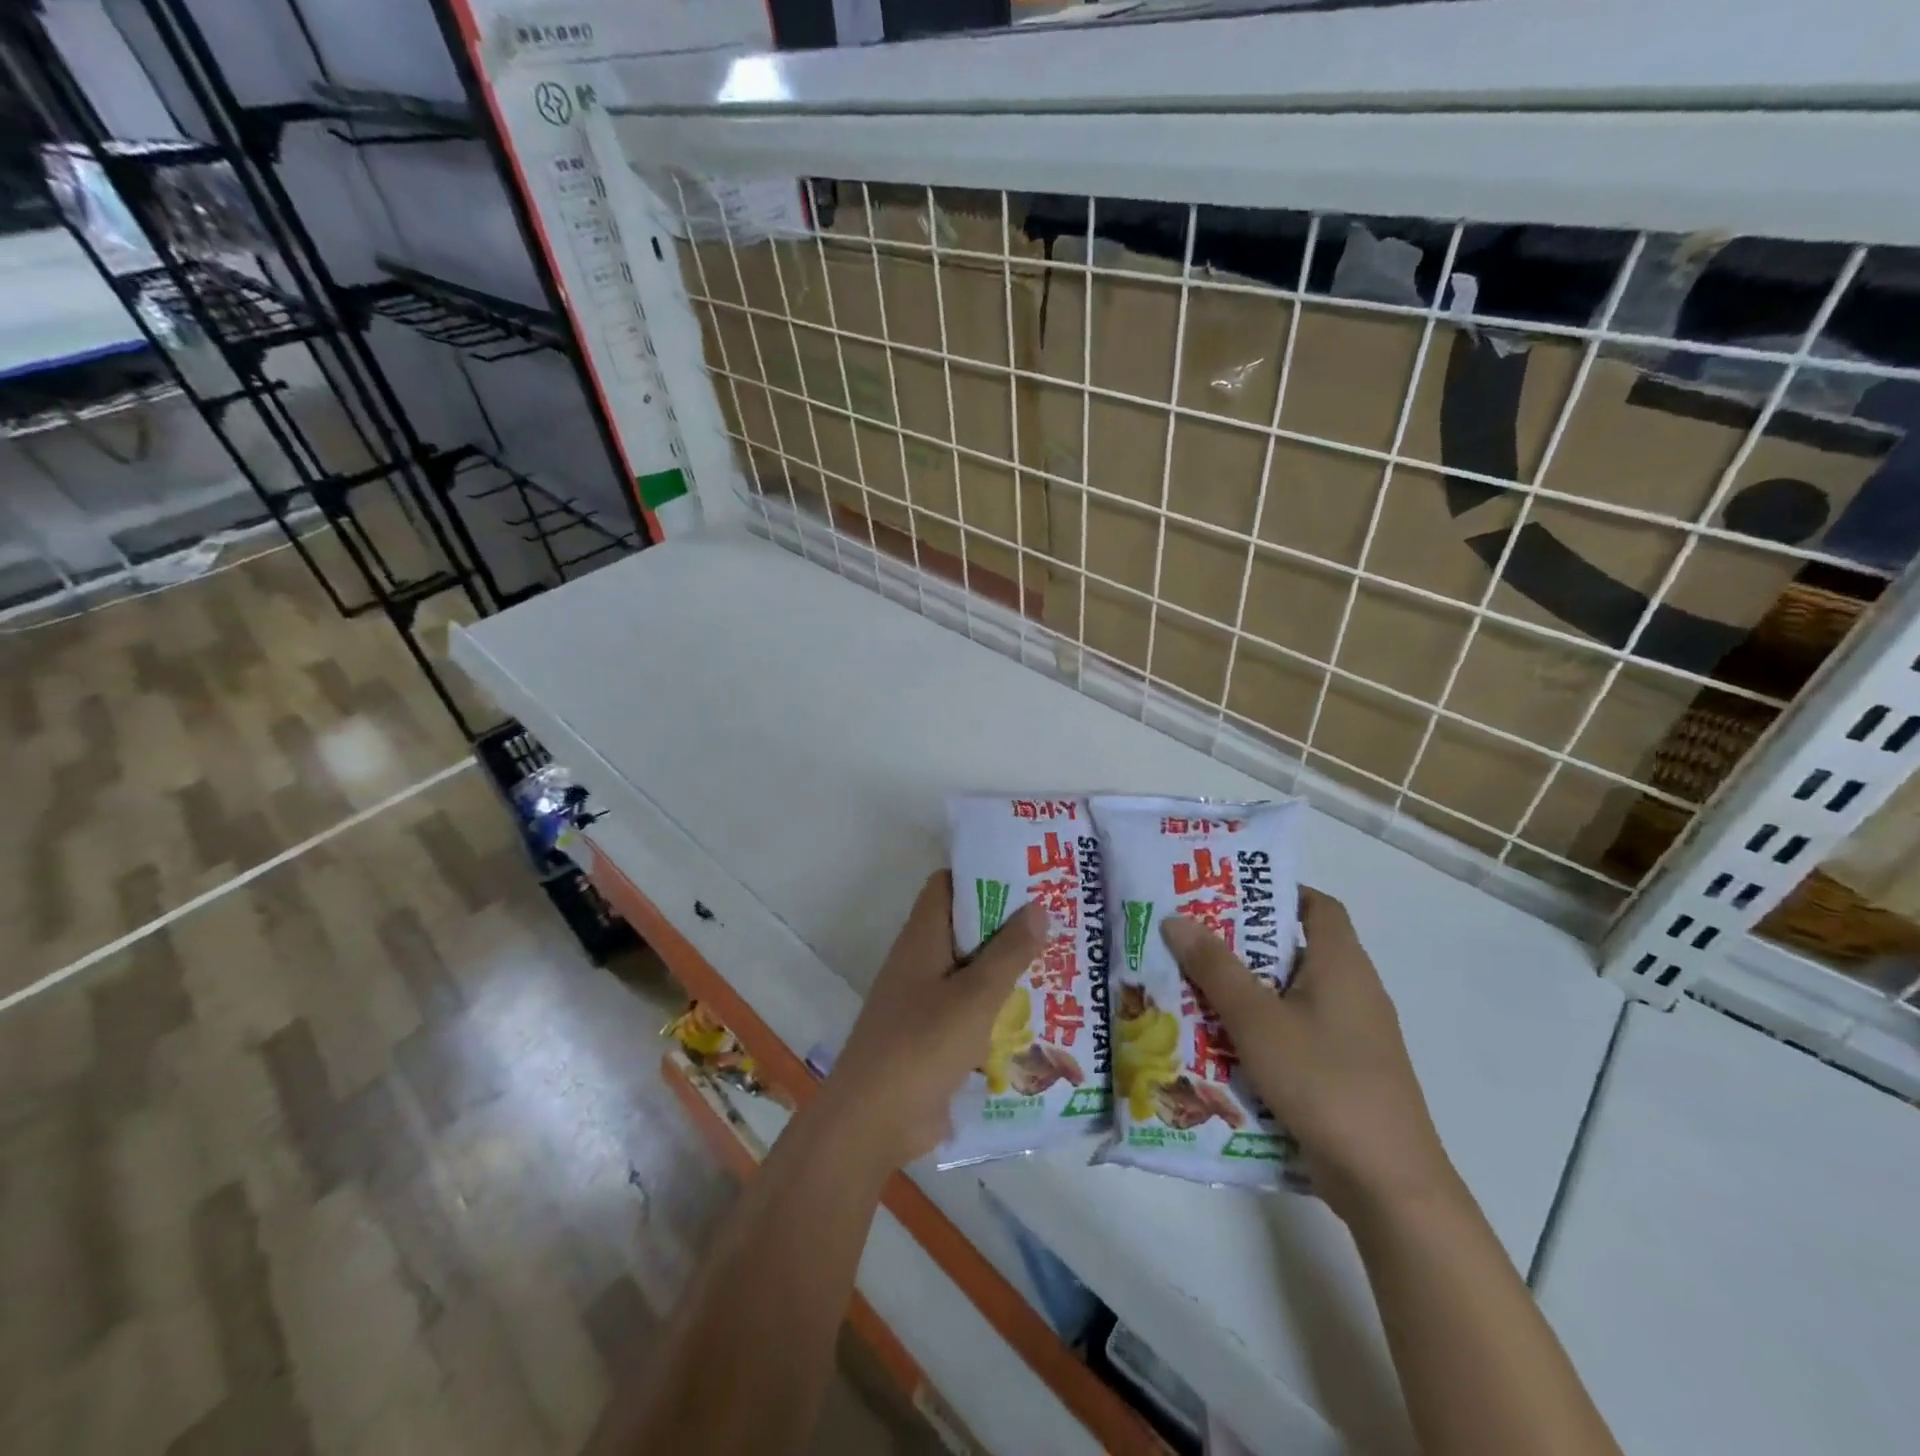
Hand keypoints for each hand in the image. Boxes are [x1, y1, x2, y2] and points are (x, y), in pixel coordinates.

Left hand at [821, 871, 1047, 1170]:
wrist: (873, 1122)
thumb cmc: (921, 1046)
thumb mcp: (974, 996)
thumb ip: (1008, 952)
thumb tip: (1038, 905)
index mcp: (922, 938)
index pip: (948, 885)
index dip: (983, 874)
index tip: (1028, 875)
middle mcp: (922, 961)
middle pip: (965, 927)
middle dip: (1008, 923)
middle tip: (1059, 918)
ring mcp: (926, 1000)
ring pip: (972, 970)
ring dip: (1007, 967)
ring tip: (1061, 961)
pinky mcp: (934, 1036)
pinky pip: (971, 1008)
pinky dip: (999, 1006)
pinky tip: (1039, 1013)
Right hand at [1161, 887, 1457, 1220]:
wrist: (1388, 1183)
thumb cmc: (1323, 1081)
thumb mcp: (1258, 1020)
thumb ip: (1215, 969)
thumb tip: (1176, 918)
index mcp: (1342, 965)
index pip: (1318, 906)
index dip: (1276, 892)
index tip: (1227, 895)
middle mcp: (1353, 991)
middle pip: (1295, 949)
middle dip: (1242, 943)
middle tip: (1190, 939)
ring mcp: (1352, 1035)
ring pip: (1290, 994)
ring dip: (1245, 990)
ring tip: (1192, 987)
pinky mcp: (1343, 1071)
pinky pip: (1295, 1032)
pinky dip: (1260, 1028)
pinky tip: (1220, 1042)